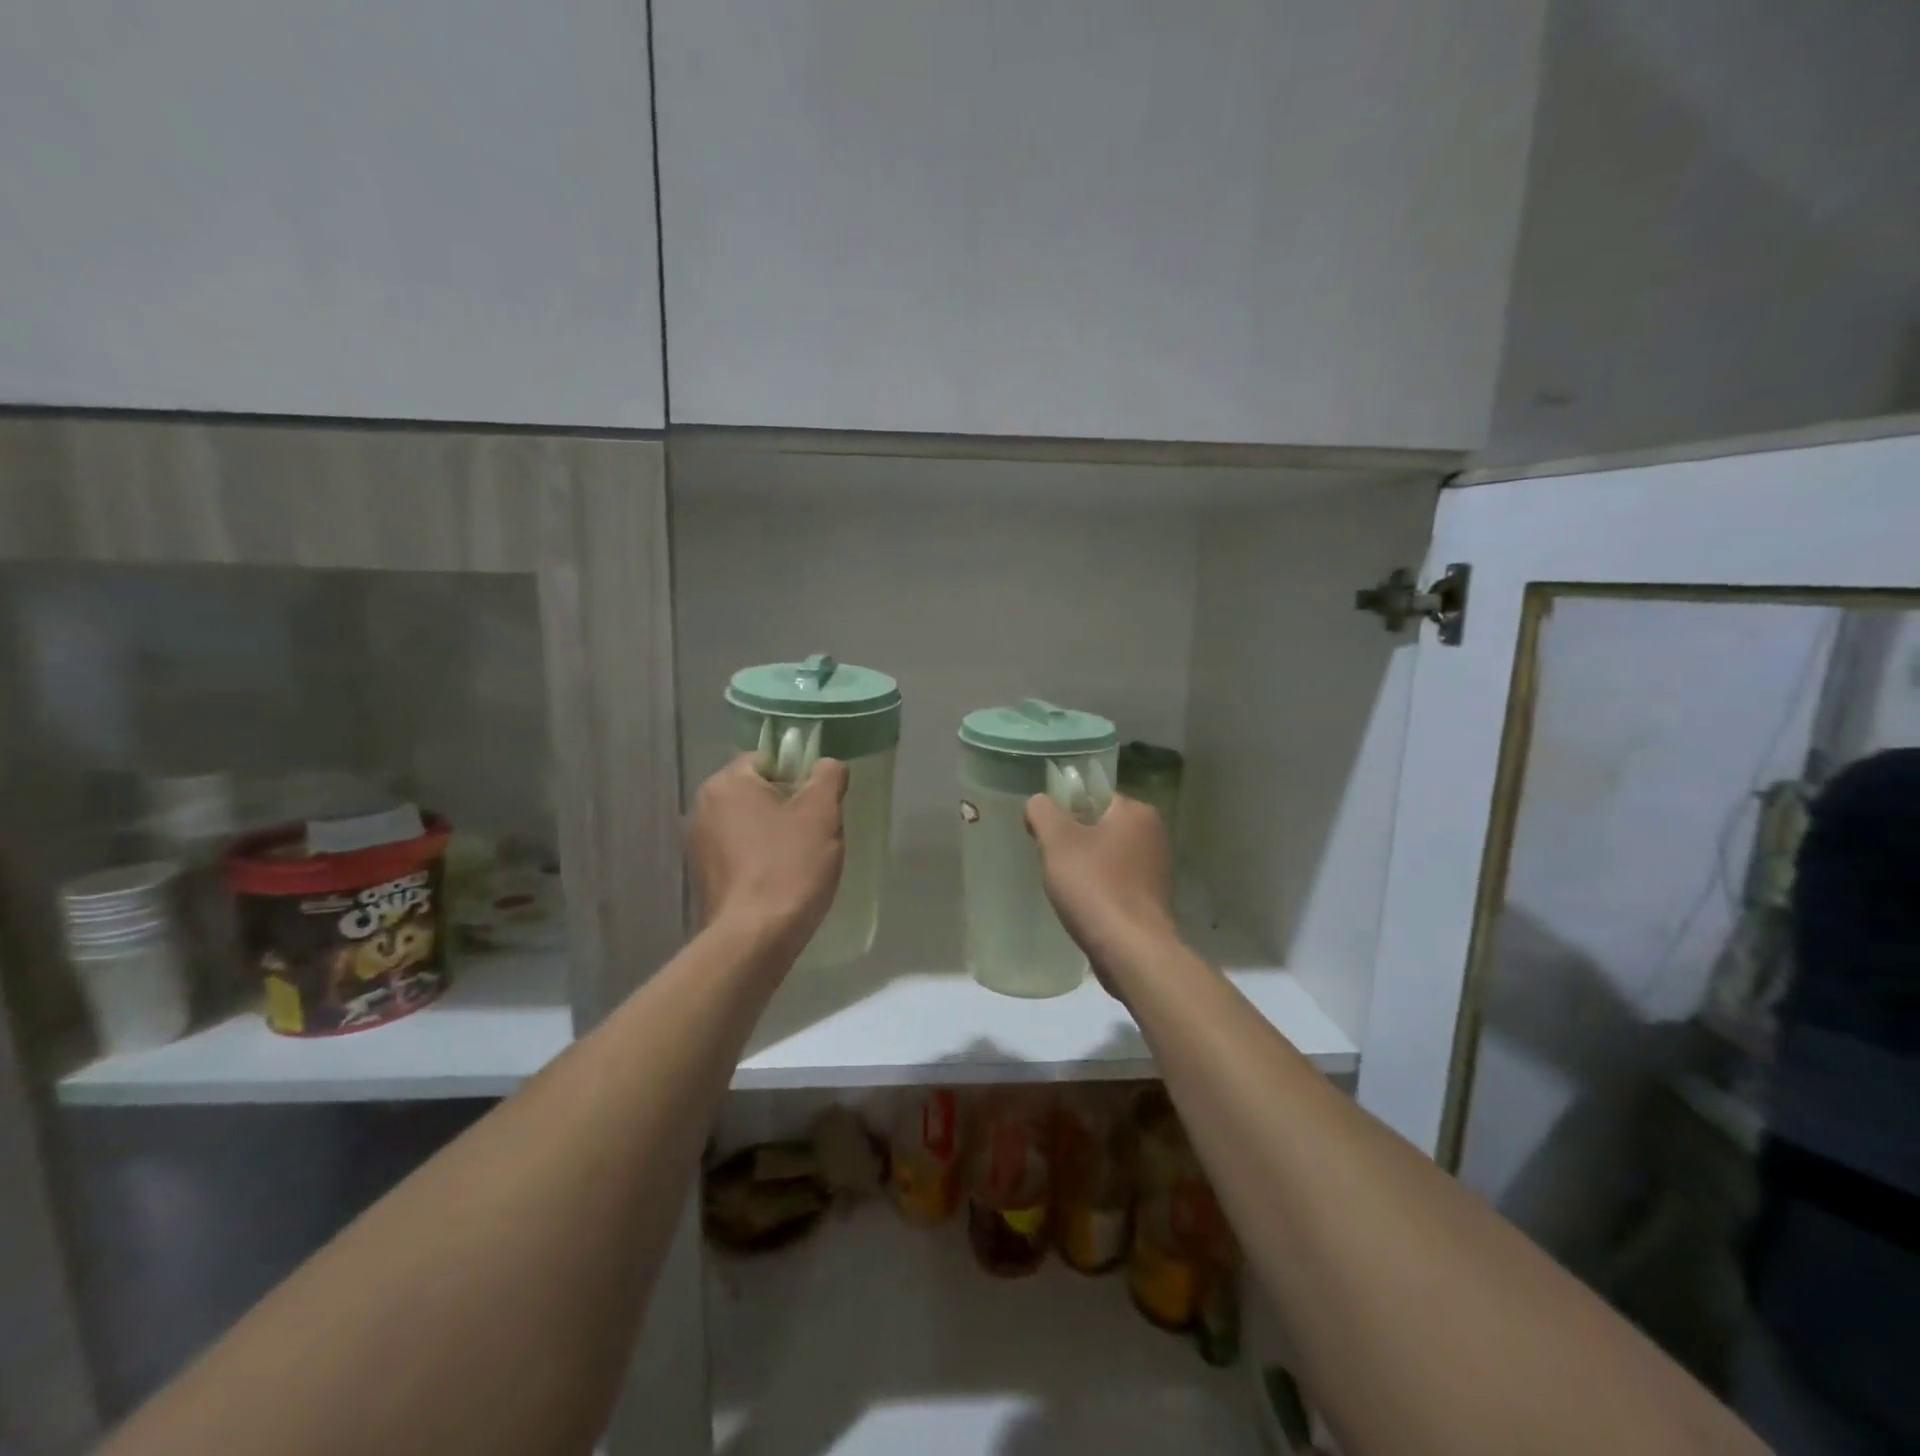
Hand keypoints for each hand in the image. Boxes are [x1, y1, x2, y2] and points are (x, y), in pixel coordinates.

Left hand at [689, 754, 849, 959]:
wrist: (753, 939)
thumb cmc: (789, 866)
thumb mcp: (821, 813)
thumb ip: (828, 776)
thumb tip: (827, 765)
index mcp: (726, 784)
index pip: (768, 760)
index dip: (800, 776)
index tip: (821, 803)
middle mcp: (702, 808)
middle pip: (759, 793)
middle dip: (790, 807)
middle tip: (818, 832)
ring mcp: (698, 846)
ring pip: (750, 825)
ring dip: (776, 835)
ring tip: (802, 860)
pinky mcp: (703, 878)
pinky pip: (740, 854)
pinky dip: (761, 860)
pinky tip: (782, 881)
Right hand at [1024, 793, 1177, 997]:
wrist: (1130, 950)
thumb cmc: (1094, 885)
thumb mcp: (1057, 840)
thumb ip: (1042, 811)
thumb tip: (1038, 803)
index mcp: (1137, 812)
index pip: (1094, 797)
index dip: (1065, 811)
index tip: (1046, 834)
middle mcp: (1154, 835)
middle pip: (1100, 827)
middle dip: (1074, 842)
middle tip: (1052, 861)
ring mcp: (1156, 869)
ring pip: (1107, 856)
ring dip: (1086, 868)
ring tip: (1066, 887)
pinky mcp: (1152, 900)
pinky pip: (1116, 883)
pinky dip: (1099, 889)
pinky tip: (1084, 906)